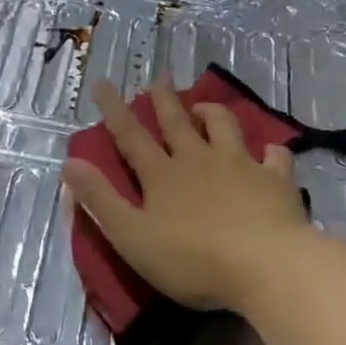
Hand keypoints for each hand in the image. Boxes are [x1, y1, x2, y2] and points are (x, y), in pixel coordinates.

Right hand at [61, 76, 316, 315]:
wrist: (265, 266)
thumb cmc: (192, 259)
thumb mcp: (131, 237)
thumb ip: (100, 200)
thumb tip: (69, 163)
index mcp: (162, 175)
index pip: (131, 136)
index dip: (114, 110)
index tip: (103, 83)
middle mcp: (199, 160)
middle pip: (177, 122)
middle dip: (164, 99)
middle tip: (160, 78)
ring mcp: (240, 166)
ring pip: (224, 126)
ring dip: (211, 113)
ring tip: (203, 107)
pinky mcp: (275, 180)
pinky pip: (274, 156)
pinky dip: (269, 151)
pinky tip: (268, 152)